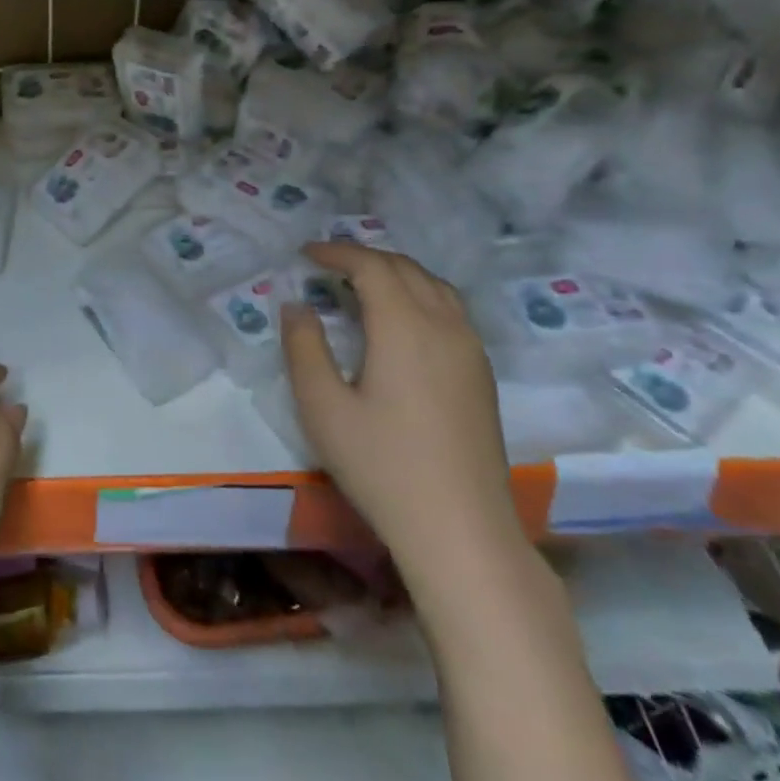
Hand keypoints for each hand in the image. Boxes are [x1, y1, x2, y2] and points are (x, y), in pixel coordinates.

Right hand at [282, 243, 521, 577]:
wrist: (460, 528)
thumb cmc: (381, 465)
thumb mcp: (322, 406)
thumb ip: (304, 347)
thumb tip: (297, 305)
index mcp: (405, 326)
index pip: (371, 266)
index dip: (337, 252)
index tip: (305, 254)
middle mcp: (444, 325)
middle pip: (406, 268)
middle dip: (365, 258)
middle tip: (327, 266)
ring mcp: (471, 349)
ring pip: (435, 286)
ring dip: (396, 273)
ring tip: (362, 285)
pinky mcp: (482, 374)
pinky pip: (451, 310)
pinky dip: (419, 295)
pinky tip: (401, 322)